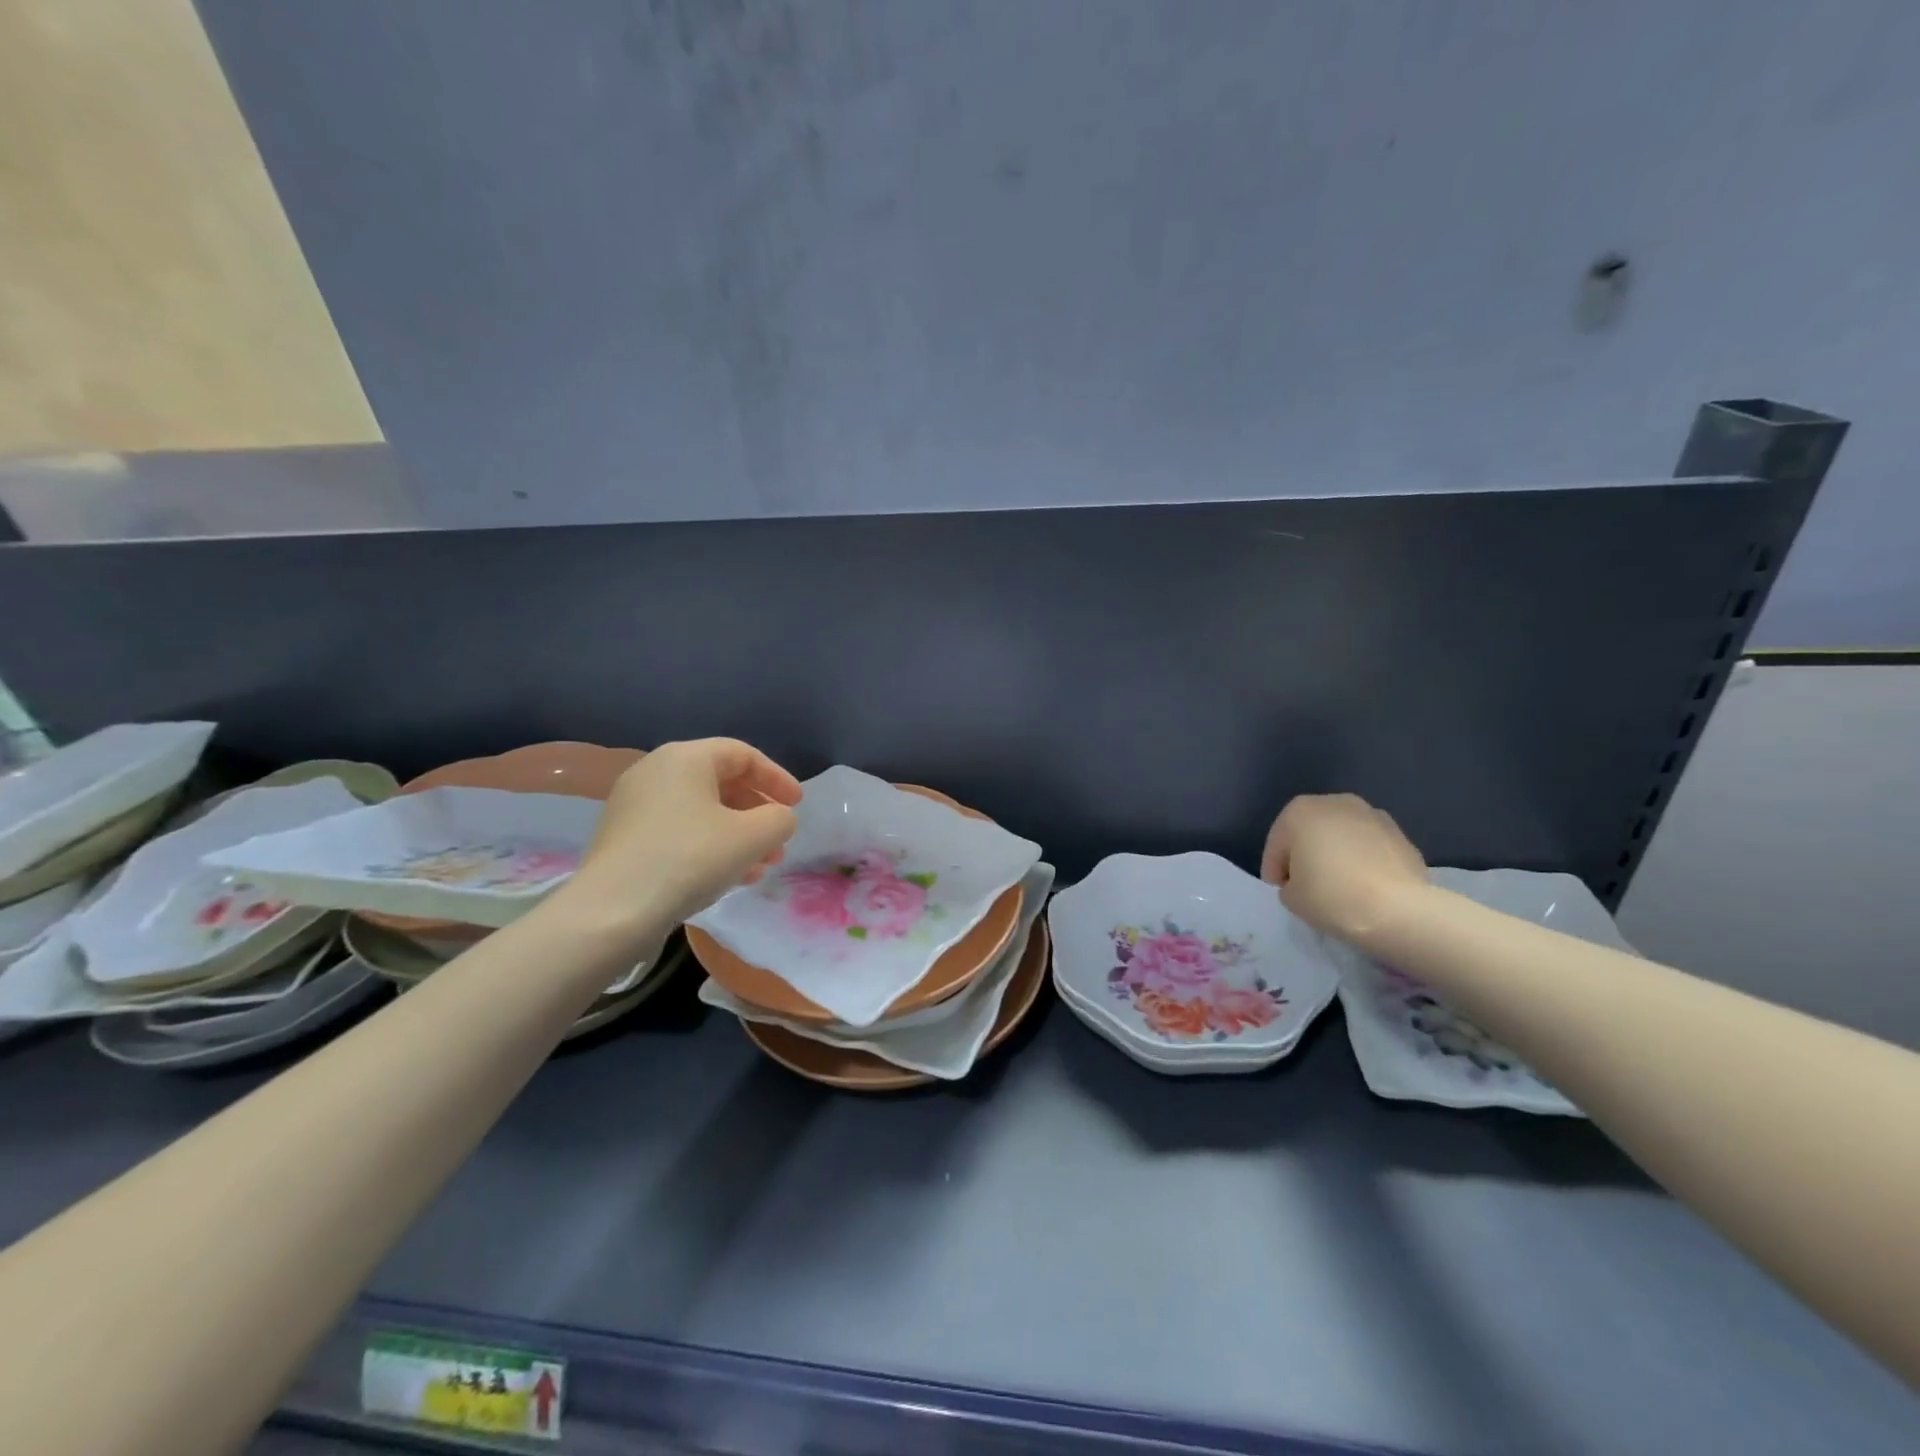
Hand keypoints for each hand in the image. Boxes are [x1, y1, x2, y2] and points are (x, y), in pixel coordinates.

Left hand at [568, 739, 801, 928]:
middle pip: (722, 783)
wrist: (613, 911)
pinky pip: (680, 831)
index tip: (798, 805)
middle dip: (757, 813)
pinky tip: (730, 877)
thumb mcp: (752, 836)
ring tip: (761, 866)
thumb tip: (779, 819)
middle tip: (780, 841)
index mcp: (685, 758)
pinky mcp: (625, 839)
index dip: (776, 778)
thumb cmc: (690, 859)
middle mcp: (656, 771)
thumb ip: (779, 819)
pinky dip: (710, 846)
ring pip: (702, 812)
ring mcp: (635, 806)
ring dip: (738, 835)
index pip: (743, 755)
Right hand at [1260, 793, 1427, 944]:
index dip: (1274, 868)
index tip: (1280, 889)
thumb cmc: (1332, 896)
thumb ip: (1290, 883)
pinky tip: (1365, 885)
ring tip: (1339, 885)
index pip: (1277, 843)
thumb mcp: (1291, 897)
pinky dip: (1363, 860)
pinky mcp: (1401, 835)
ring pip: (1342, 836)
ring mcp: (1373, 815)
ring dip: (1336, 854)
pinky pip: (1369, 847)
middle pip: (1310, 831)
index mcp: (1299, 811)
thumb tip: (1305, 881)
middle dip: (1306, 854)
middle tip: (1306, 884)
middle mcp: (1335, 803)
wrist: (1400, 909)